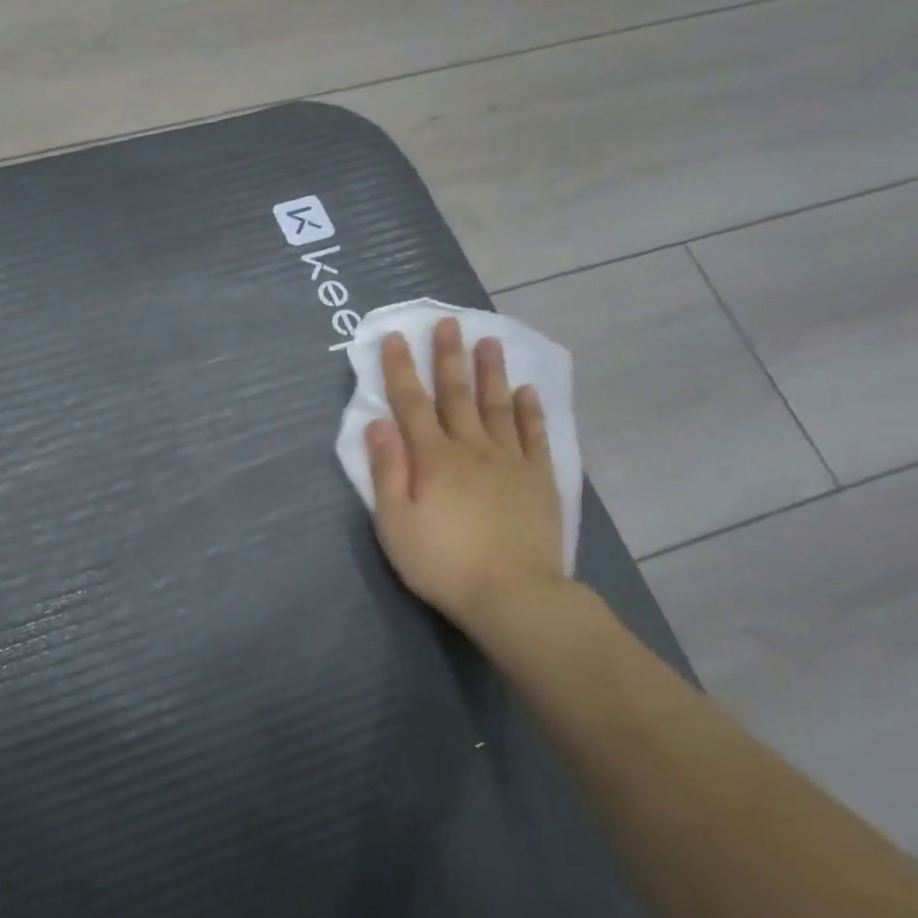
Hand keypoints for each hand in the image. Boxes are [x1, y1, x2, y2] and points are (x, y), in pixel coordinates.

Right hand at [364, 317, 565, 633]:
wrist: (513, 595)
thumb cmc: (442, 563)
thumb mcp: (395, 523)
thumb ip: (387, 471)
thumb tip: (378, 425)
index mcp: (432, 459)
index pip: (411, 404)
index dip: (400, 369)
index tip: (395, 338)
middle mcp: (471, 448)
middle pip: (457, 395)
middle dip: (448, 357)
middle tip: (448, 322)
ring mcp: (510, 461)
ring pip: (497, 406)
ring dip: (490, 372)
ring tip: (488, 341)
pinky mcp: (539, 479)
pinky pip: (534, 435)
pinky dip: (530, 411)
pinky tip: (527, 391)